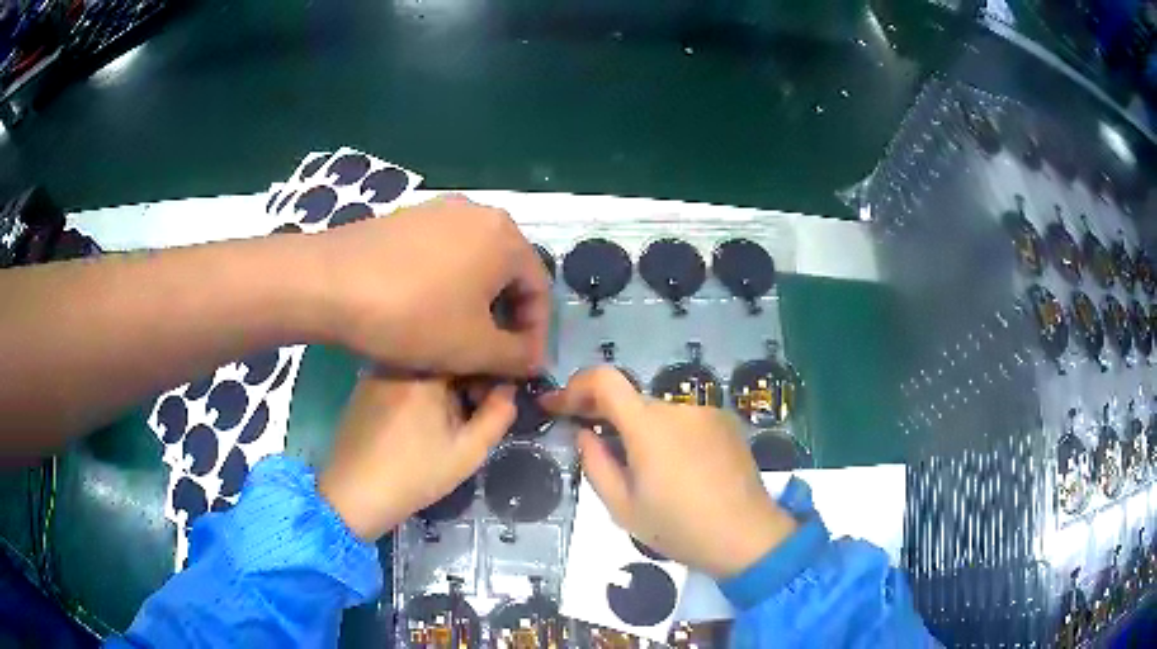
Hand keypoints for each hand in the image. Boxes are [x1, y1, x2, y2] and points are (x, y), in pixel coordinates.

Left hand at [307, 194, 549, 376]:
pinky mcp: (408, 218)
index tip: (521, 367)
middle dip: (504, 318)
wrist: (329, 283)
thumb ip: (518, 357)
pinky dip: (446, 284)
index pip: (540, 291)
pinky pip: (443, 254)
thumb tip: (534, 358)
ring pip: (474, 264)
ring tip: (456, 335)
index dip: (535, 335)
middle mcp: (479, 213)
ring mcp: (439, 210)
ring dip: (475, 302)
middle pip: (507, 274)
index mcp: (507, 237)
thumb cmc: (412, 316)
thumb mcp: (474, 348)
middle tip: (489, 355)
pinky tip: (424, 310)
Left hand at [318, 368, 514, 540]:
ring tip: (450, 422)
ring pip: (426, 365)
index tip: (499, 398)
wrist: (354, 493)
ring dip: (445, 385)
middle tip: (476, 414)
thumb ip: (499, 414)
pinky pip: (405, 375)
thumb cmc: (415, 474)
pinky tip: (421, 423)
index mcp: (426, 367)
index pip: (471, 350)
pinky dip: (421, 391)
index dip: (492, 371)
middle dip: (469, 379)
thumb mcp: (468, 451)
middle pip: (447, 355)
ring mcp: (379, 369)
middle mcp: (400, 357)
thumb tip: (509, 388)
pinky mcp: (365, 384)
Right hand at [541, 366, 797, 577]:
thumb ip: (596, 464)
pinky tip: (680, 470)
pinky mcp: (727, 423)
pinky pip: (686, 421)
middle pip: (632, 400)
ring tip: (647, 471)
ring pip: (660, 414)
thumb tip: (584, 434)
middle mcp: (678, 408)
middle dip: (607, 416)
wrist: (746, 535)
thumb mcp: (623, 507)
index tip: (559, 407)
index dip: (576, 386)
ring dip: (642, 431)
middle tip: (594, 444)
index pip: (604, 379)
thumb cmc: (679, 526)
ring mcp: (707, 412)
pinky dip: (671, 436)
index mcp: (648, 425)